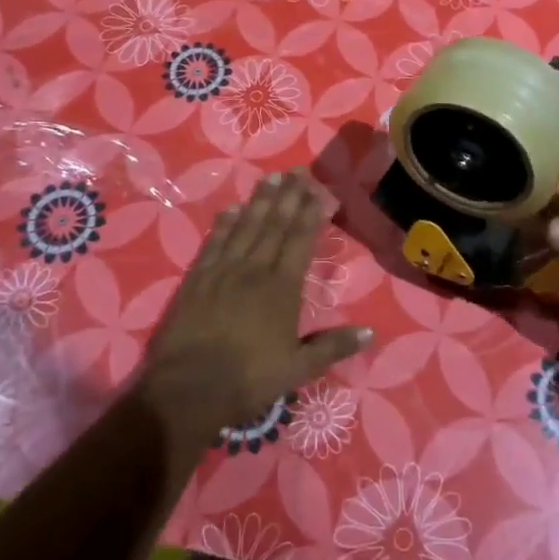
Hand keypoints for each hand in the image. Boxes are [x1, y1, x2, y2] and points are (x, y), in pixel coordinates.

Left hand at [140, 169, 372, 447]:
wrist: (188, 389)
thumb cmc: (248, 379)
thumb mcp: (298, 369)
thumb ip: (333, 346)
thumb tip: (370, 332)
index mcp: (282, 287)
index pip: (300, 240)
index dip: (311, 212)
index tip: (320, 190)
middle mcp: (254, 270)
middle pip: (274, 225)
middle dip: (289, 196)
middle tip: (298, 170)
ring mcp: (222, 271)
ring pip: (245, 227)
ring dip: (259, 201)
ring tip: (270, 178)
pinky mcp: (196, 279)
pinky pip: (214, 243)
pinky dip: (223, 224)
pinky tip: (230, 209)